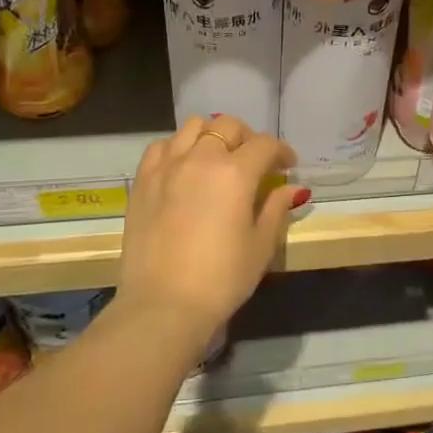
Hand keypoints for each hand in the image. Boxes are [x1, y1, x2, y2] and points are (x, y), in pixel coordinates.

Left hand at [117, 115, 301, 349]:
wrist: (162, 306)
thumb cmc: (221, 279)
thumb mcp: (260, 246)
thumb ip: (276, 208)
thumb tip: (289, 187)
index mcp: (236, 173)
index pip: (265, 145)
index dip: (282, 152)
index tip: (288, 166)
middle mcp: (201, 158)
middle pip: (229, 126)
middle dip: (248, 138)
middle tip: (255, 161)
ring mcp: (168, 166)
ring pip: (194, 127)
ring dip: (212, 136)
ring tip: (217, 158)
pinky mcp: (143, 180)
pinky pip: (162, 146)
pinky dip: (178, 148)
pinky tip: (184, 167)